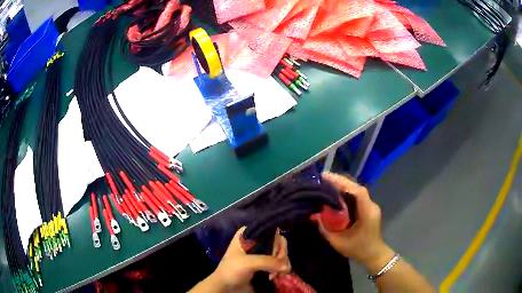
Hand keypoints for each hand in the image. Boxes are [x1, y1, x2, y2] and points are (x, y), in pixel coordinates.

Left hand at [210, 227, 290, 290]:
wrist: (225, 288)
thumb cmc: (231, 271)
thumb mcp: (247, 263)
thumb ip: (267, 261)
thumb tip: (286, 266)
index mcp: (248, 235)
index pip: (269, 230)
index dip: (276, 239)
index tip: (275, 252)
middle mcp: (256, 242)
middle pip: (277, 242)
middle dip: (280, 254)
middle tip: (278, 266)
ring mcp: (262, 254)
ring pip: (280, 253)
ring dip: (282, 263)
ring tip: (275, 274)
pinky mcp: (265, 265)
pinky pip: (279, 263)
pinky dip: (281, 269)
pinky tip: (276, 276)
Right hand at [318, 172, 394, 273]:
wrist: (374, 255)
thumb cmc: (358, 250)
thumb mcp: (338, 242)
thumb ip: (325, 230)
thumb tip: (313, 217)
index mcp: (367, 212)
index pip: (357, 191)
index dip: (342, 183)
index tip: (327, 178)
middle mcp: (371, 206)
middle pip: (357, 188)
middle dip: (341, 181)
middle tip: (324, 178)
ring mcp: (371, 207)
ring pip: (357, 191)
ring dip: (344, 186)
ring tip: (328, 183)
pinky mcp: (369, 209)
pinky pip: (358, 197)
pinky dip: (347, 193)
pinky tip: (337, 194)